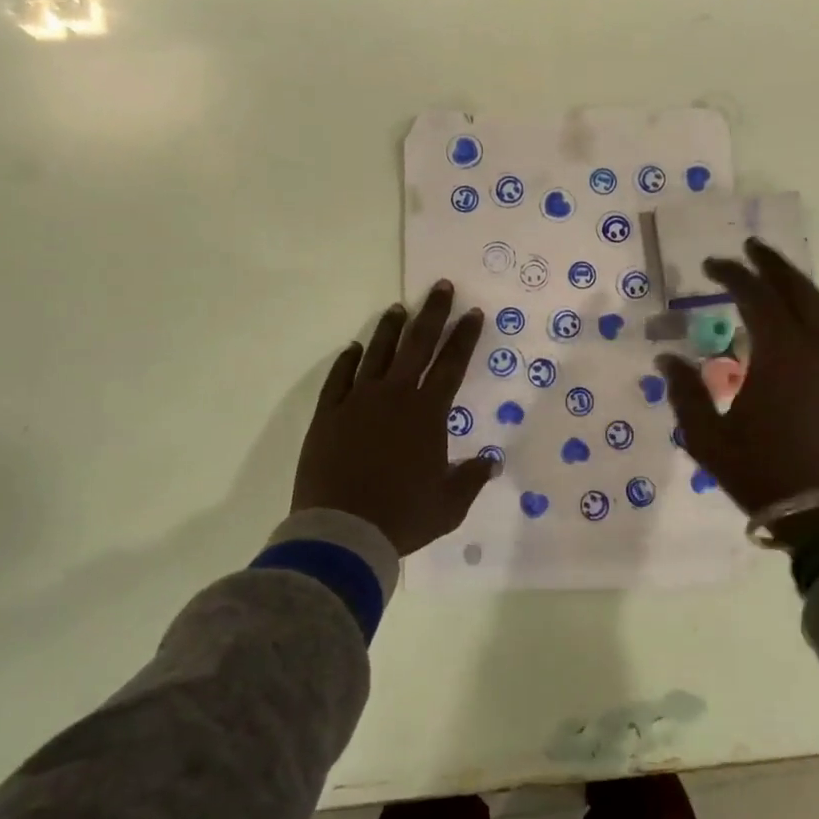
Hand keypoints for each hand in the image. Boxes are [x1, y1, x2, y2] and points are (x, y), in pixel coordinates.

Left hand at [293, 281, 494, 555]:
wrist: (342, 531)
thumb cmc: (402, 516)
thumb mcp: (449, 504)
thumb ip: (471, 478)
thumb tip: (491, 462)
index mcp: (427, 413)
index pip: (451, 364)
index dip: (464, 337)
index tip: (473, 313)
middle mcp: (394, 396)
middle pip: (417, 345)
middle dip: (432, 313)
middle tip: (440, 287)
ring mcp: (357, 402)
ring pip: (377, 353)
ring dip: (390, 329)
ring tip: (398, 308)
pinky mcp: (327, 415)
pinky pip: (338, 378)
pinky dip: (347, 361)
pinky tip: (352, 349)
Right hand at [657, 239, 818, 531]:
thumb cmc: (765, 473)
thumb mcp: (709, 438)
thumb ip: (686, 393)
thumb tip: (667, 358)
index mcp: (781, 354)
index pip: (756, 296)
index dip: (732, 274)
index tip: (711, 264)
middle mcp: (816, 349)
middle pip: (798, 291)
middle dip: (773, 265)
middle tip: (751, 247)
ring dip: (799, 286)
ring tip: (777, 277)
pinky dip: (815, 311)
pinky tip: (800, 322)